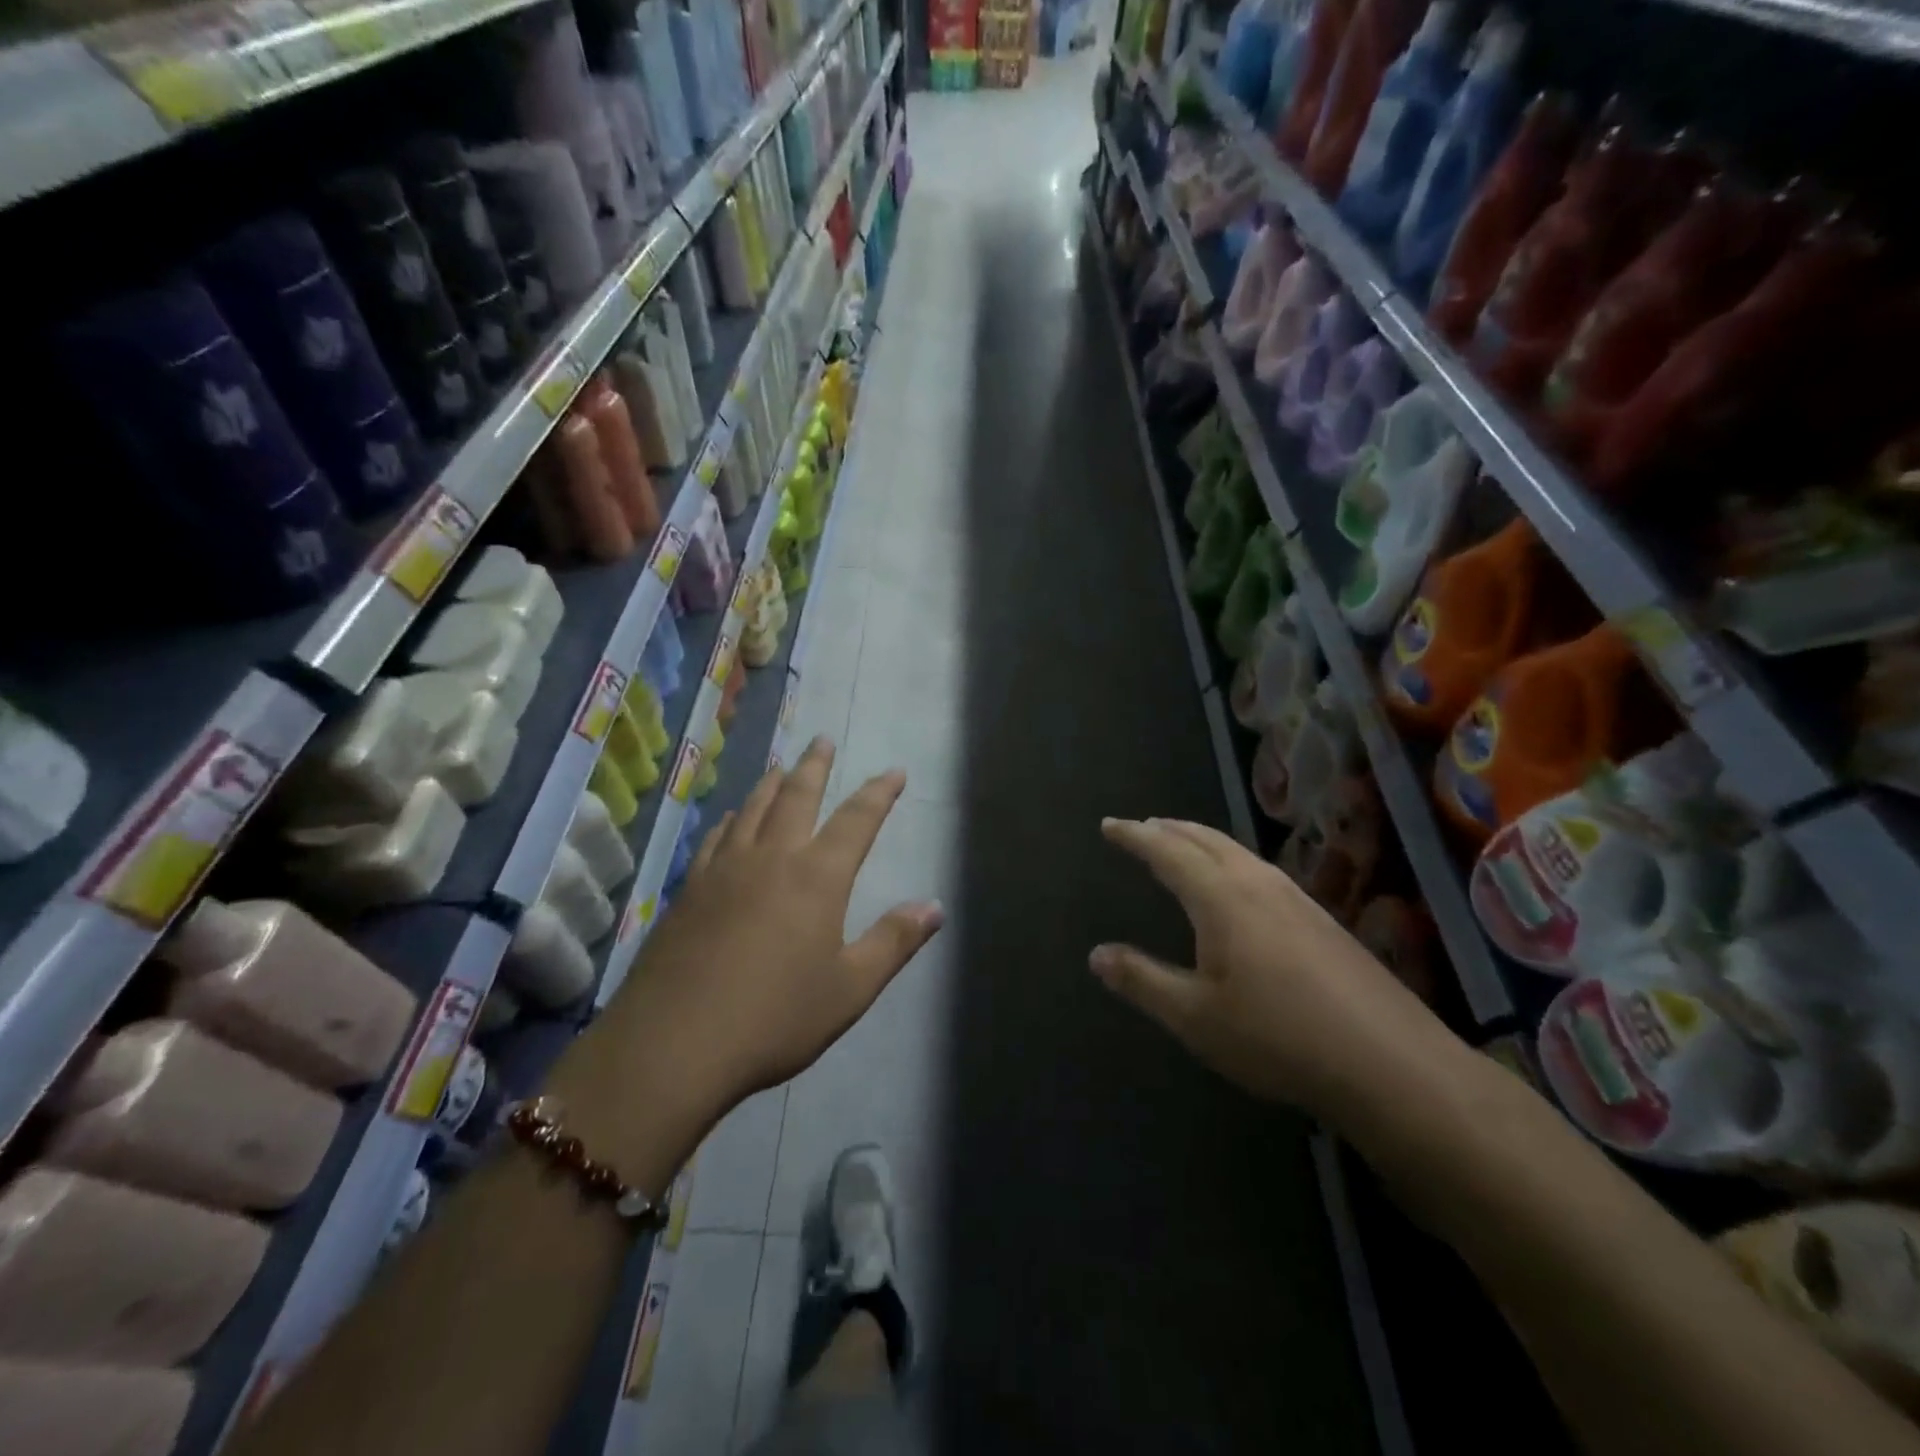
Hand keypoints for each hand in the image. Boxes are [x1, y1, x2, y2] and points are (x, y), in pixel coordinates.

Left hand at [618, 738, 943, 1107]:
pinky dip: (730, 819)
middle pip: (796, 796)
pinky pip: (715, 837)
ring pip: (751, 809)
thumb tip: (935, 906)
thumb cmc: (775, 1018)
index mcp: (816, 877)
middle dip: (815, 766)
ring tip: (781, 766)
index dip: (879, 793)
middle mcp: (770, 858)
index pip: (856, 820)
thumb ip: (894, 942)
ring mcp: (723, 870)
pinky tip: (730, 820)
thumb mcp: (850, 988)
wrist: (673, 1045)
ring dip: (771, 782)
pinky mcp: (688, 890)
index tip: (893, 771)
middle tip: (823, 740)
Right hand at [1092, 817, 1459, 1123]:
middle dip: (1169, 829)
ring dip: (1202, 841)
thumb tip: (1096, 954)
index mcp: (1221, 898)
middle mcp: (1257, 884)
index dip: (1134, 836)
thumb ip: (1142, 980)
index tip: (1109, 824)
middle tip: (1142, 826)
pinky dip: (1230, 860)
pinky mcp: (1322, 919)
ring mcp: (1296, 899)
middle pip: (1206, 840)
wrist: (1389, 1063)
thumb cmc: (1277, 1038)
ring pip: (1238, 851)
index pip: (1167, 851)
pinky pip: (1260, 869)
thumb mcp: (1194, 1017)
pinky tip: (1239, 885)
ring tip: (1182, 844)